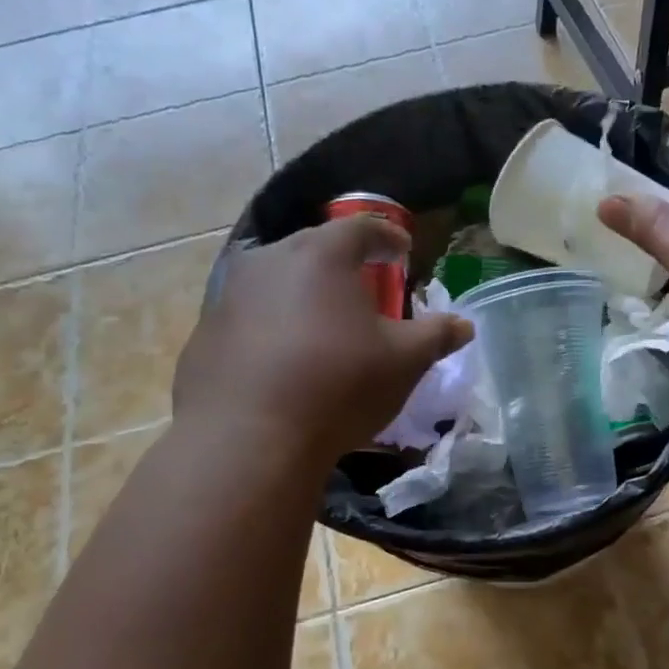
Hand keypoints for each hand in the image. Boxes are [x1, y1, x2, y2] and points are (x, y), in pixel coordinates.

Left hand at [174, 215, 472, 465]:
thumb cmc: (338, 386)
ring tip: (323, 324)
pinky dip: (270, 327)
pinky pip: (248, 318)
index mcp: (321, 255)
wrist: (248, 440)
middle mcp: (269, 261)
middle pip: (313, 249)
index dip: (387, 236)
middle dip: (342, 263)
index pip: (361, 227)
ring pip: (275, 281)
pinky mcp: (204, 334)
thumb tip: (464, 326)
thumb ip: (436, 336)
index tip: (402, 251)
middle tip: (364, 287)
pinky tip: (283, 361)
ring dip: (302, 294)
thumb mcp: (403, 362)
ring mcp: (228, 296)